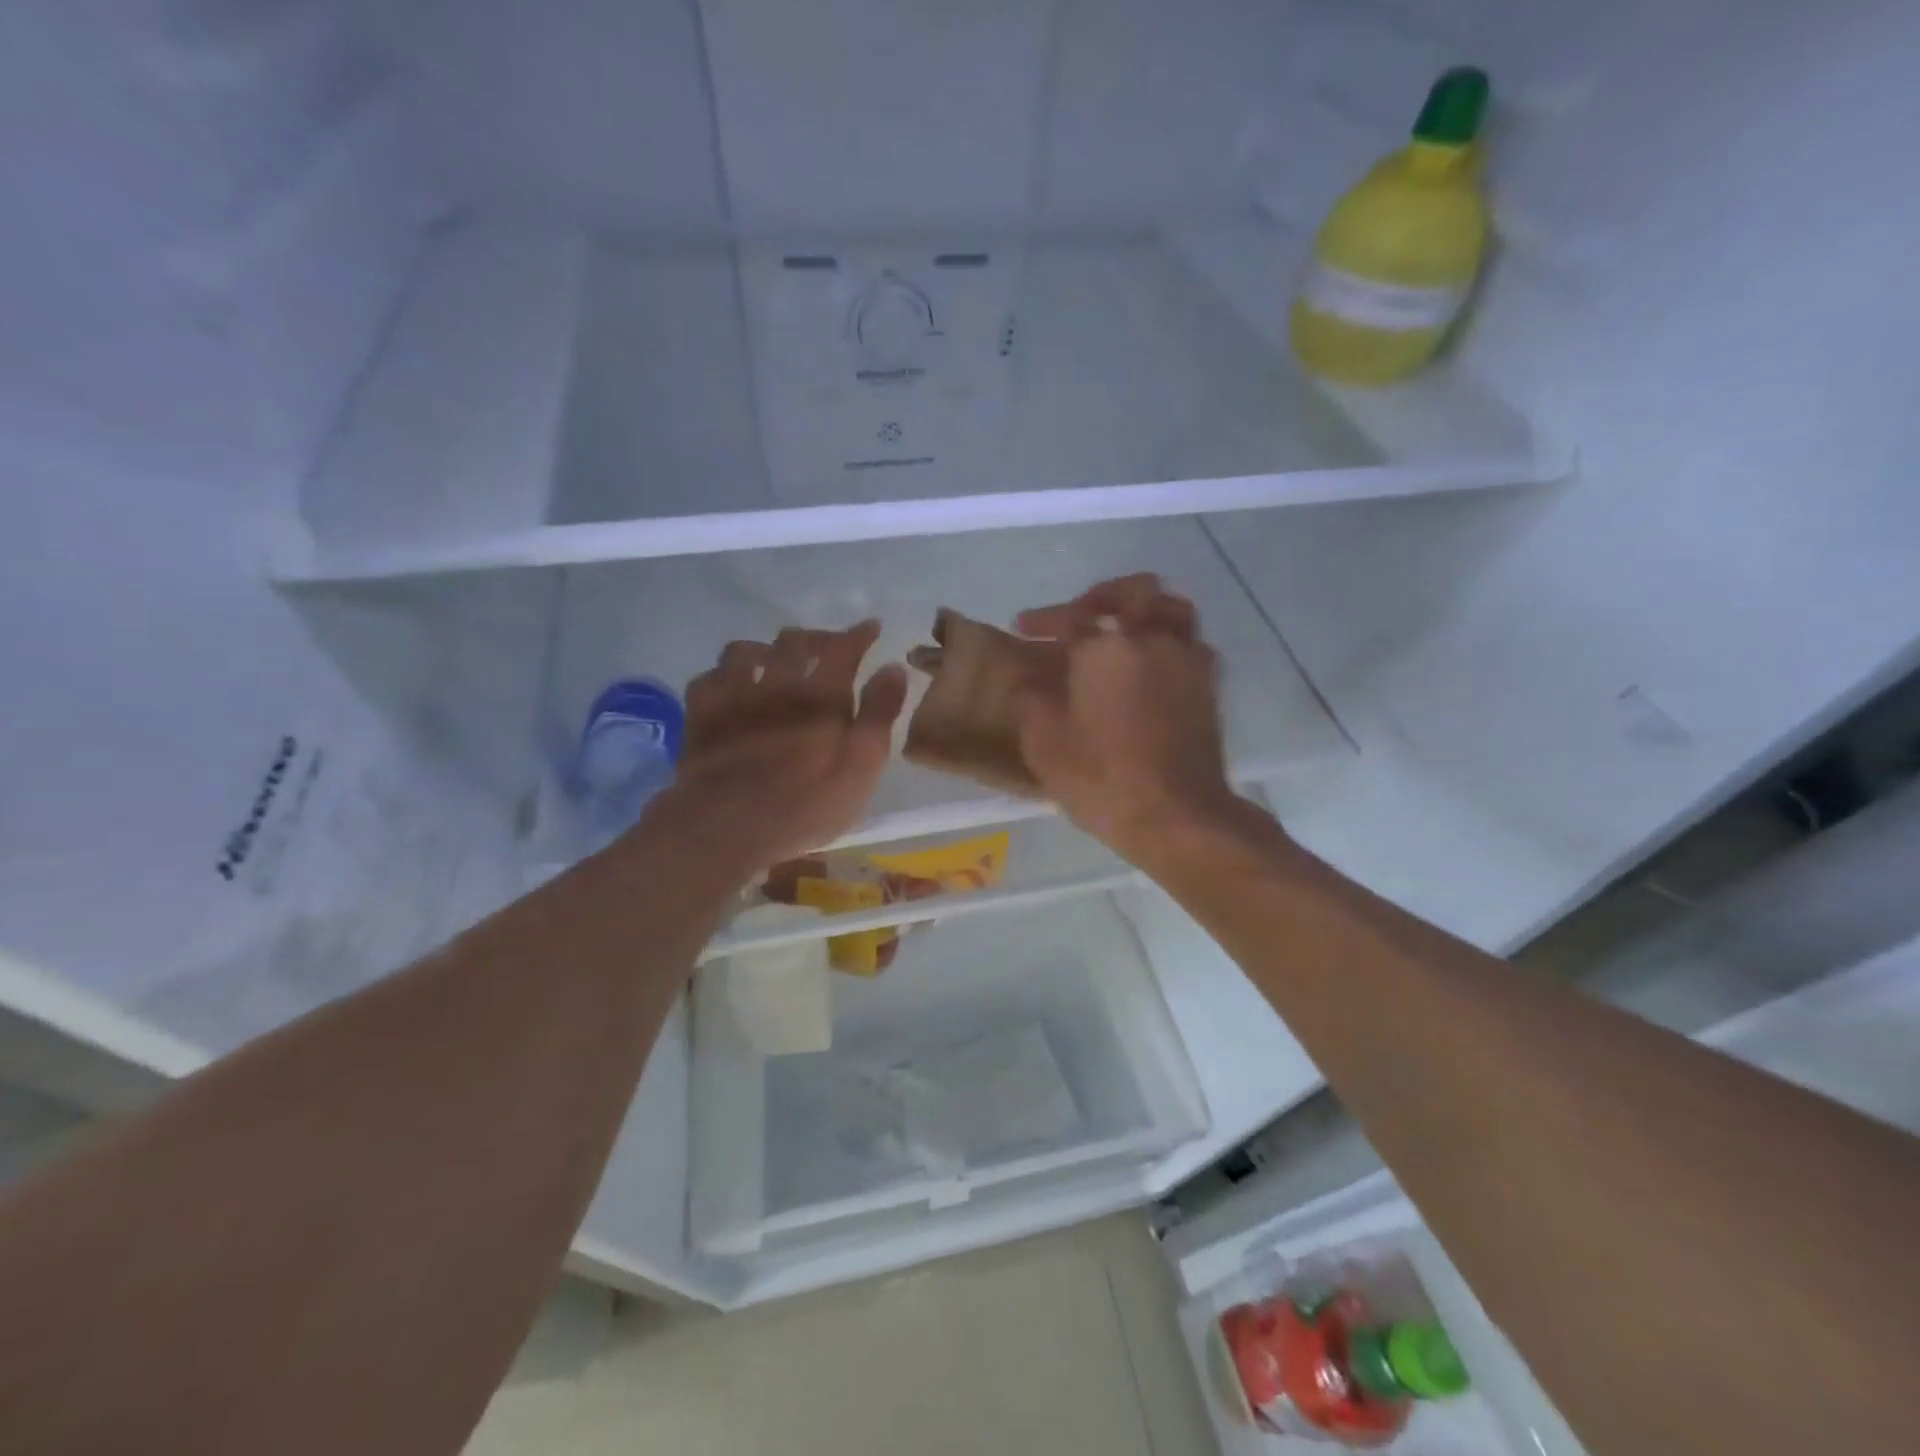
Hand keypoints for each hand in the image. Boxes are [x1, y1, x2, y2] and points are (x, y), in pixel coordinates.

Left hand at [652, 621, 907, 870]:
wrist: (726, 826)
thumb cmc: (805, 804)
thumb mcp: (862, 766)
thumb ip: (879, 714)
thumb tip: (893, 668)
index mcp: (821, 695)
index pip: (843, 648)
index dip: (858, 634)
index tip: (871, 627)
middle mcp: (776, 682)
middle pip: (794, 641)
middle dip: (815, 638)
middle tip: (828, 648)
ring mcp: (732, 695)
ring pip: (745, 651)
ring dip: (765, 649)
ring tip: (774, 661)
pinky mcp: (700, 715)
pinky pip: (708, 678)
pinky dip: (722, 676)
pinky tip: (729, 687)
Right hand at [1013, 575, 1244, 864]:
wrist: (1178, 815)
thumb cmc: (1102, 778)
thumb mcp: (1044, 744)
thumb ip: (1031, 701)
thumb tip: (1030, 680)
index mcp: (1105, 649)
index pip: (1070, 617)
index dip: (1044, 619)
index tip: (1024, 627)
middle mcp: (1151, 641)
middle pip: (1136, 590)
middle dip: (1105, 595)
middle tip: (1084, 613)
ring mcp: (1187, 661)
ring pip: (1174, 609)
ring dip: (1147, 609)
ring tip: (1126, 630)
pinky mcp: (1209, 687)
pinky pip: (1192, 643)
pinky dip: (1171, 641)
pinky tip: (1155, 664)